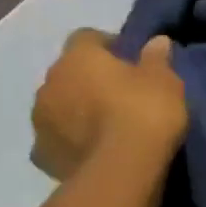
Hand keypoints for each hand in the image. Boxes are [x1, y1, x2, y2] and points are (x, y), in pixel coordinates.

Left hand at [30, 29, 187, 180]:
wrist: (121, 168)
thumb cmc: (145, 111)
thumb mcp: (165, 79)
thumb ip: (156, 58)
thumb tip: (156, 41)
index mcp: (78, 58)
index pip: (87, 37)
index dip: (108, 45)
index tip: (130, 59)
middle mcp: (50, 83)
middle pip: (69, 72)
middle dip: (89, 79)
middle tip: (121, 92)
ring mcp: (40, 121)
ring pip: (58, 105)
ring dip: (77, 108)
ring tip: (107, 124)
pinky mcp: (41, 154)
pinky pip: (56, 138)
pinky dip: (71, 140)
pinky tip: (93, 149)